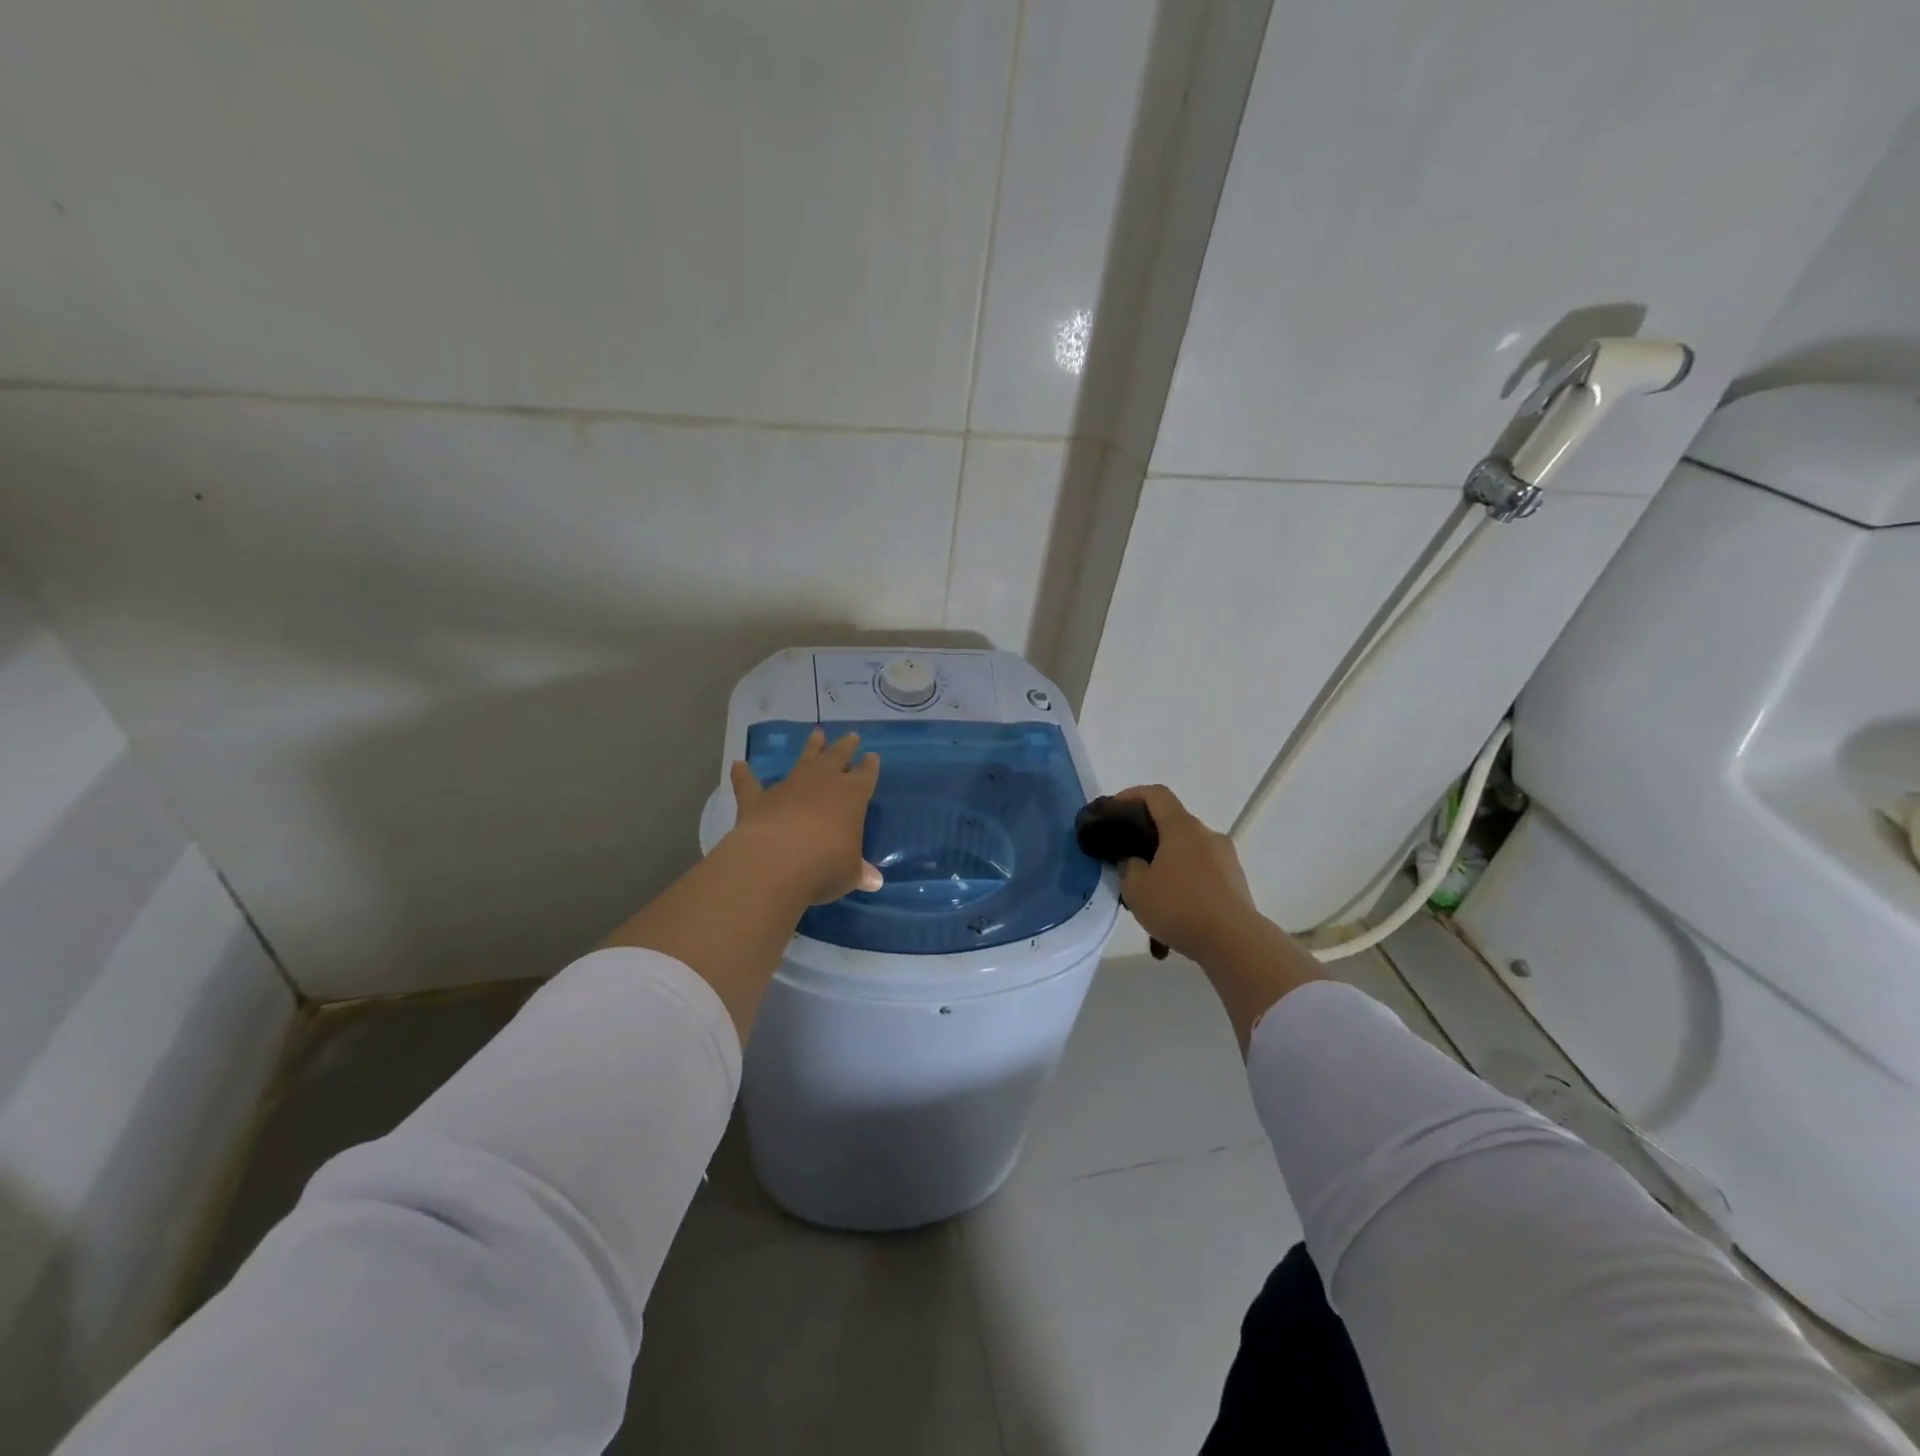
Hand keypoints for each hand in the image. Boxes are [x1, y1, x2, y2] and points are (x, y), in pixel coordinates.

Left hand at [725, 727, 882, 905]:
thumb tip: (874, 881)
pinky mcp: (758, 799)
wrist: (776, 861)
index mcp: (852, 797)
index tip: (873, 756)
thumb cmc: (825, 866)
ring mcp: (789, 787)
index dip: (870, 767)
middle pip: (837, 757)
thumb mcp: (849, 873)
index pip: (865, 776)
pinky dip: (743, 774)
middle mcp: (822, 783)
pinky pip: (750, 783)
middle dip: (845, 747)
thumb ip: (859, 872)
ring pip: (803, 760)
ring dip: (810, 748)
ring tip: (817, 734)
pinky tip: (738, 764)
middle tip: (852, 735)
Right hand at [1110, 784, 1263, 961]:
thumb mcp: (1135, 888)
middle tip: (1128, 862)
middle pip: (1173, 824)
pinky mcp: (1236, 883)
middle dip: (1148, 839)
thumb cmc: (1179, 906)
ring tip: (1151, 898)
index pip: (1156, 794)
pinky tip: (1174, 916)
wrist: (1234, 942)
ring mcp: (1226, 859)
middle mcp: (1207, 835)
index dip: (1131, 795)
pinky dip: (1185, 887)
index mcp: (1182, 827)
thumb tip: (1135, 862)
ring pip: (1188, 853)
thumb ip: (1128, 867)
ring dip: (1168, 867)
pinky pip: (1203, 876)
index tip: (1114, 810)